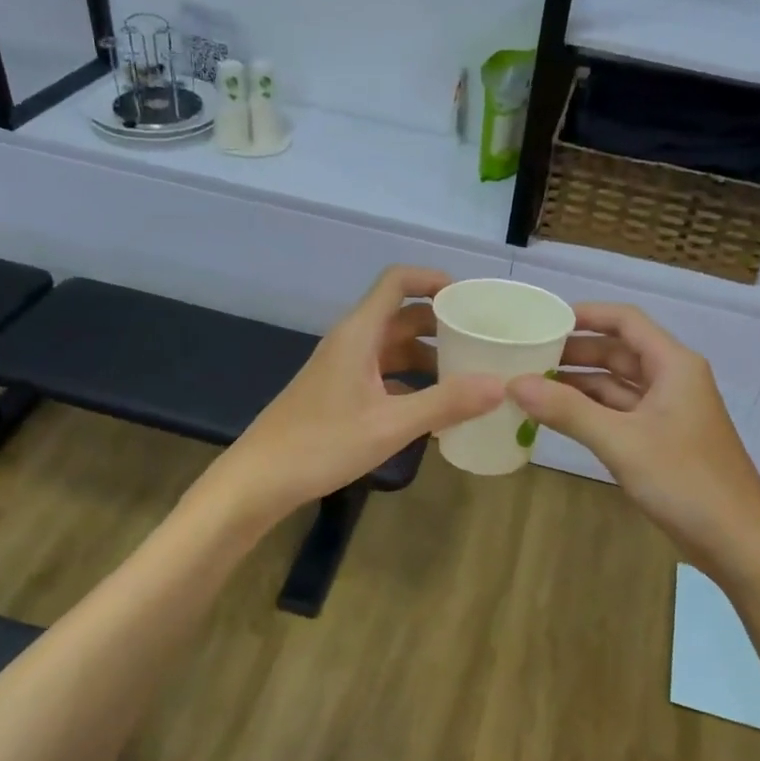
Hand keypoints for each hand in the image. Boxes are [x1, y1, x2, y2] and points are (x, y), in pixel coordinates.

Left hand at [216, 267, 503, 522]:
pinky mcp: (340, 393)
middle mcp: (352, 342)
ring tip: (469, 375)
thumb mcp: (390, 425)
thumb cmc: (321, 444)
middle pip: (402, 315)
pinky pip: (385, 375)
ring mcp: (344, 368)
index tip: (470, 298)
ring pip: (395, 348)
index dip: (433, 279)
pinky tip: (436, 409)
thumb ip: (446, 403)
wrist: (258, 481)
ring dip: (429, 356)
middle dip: (441, 323)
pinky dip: (412, 383)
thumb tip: (501, 385)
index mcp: (360, 334)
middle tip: (481, 339)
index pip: (397, 281)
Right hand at [507, 303, 759, 583]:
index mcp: (673, 364)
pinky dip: (591, 412)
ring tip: (532, 385)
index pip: (625, 321)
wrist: (739, 543)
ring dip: (579, 384)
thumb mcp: (622, 442)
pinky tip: (558, 418)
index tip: (543, 320)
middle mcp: (673, 379)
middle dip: (575, 352)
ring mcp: (669, 411)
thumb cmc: (686, 481)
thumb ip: (568, 410)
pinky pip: (621, 413)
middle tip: (526, 356)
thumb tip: (514, 383)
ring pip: (618, 385)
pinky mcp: (664, 440)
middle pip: (619, 351)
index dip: (586, 314)